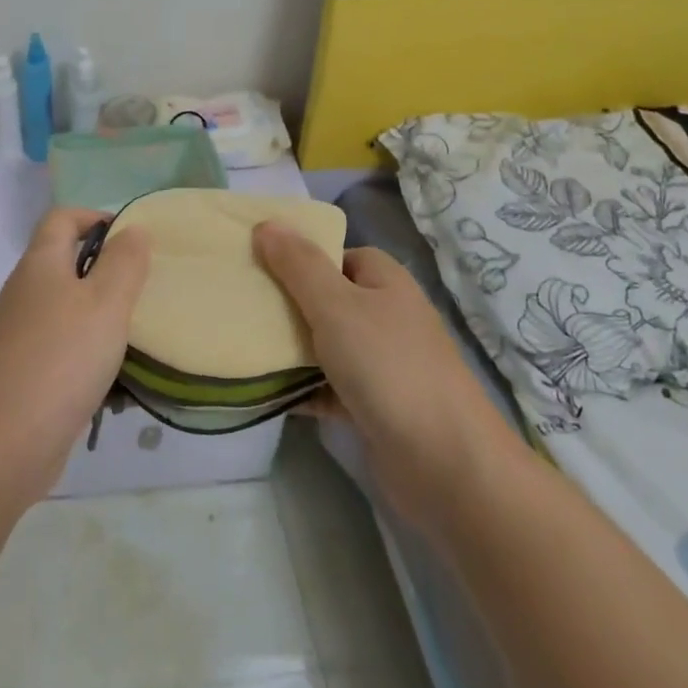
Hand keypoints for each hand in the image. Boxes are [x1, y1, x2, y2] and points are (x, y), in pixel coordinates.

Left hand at [0, 208, 150, 490]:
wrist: (8, 438)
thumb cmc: (64, 356)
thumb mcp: (107, 301)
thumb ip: (124, 262)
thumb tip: (132, 230)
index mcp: (40, 263)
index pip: (62, 218)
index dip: (96, 218)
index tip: (132, 240)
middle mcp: (25, 290)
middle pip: (64, 261)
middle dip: (105, 269)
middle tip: (143, 288)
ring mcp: (20, 331)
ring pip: (66, 307)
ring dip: (99, 314)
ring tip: (136, 332)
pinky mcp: (24, 368)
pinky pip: (62, 345)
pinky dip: (87, 350)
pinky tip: (113, 376)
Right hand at [254, 223, 487, 474]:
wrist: (444, 464)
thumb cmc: (388, 367)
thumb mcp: (335, 305)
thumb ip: (298, 265)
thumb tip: (267, 224)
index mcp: (385, 283)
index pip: (339, 255)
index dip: (302, 257)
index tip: (259, 265)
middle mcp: (387, 318)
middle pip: (328, 299)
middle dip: (287, 303)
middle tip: (243, 306)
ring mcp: (382, 365)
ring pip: (325, 345)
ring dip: (290, 349)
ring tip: (243, 345)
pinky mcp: (373, 407)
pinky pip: (327, 388)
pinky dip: (301, 389)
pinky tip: (264, 391)